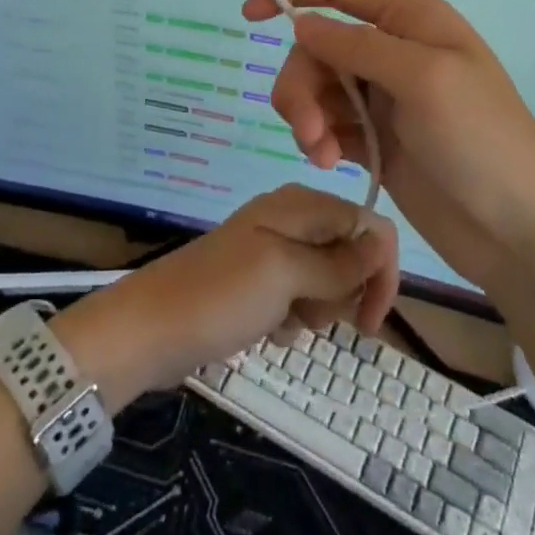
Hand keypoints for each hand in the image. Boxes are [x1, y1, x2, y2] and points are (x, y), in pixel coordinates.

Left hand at [56, 185, 398, 406]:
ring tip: (281, 320)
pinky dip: (292, 319)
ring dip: (316, 310)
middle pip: (350, 255)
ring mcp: (273, 253)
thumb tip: (383, 241)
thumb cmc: (220, 296)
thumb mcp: (286, 274)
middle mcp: (290, 221)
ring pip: (327, 283)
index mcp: (299, 205)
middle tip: (308, 313)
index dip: (380, 270)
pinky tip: (267, 329)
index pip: (368, 225)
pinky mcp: (259, 283)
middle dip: (342, 293)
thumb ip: (339, 260)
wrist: (151, 329)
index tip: (371, 319)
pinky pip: (300, 301)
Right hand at [245, 0, 534, 290]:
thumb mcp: (422, 78)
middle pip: (316, 45)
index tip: (249, 16)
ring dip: (306, 115)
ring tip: (319, 152)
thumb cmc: (482, 141)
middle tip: (306, 125)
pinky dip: (317, 138)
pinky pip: (325, 124)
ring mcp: (382, 98)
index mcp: (410, 20)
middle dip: (301, 81)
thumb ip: (357, 47)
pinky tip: (328, 163)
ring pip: (315, 87)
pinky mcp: (373, 140)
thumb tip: (301, 23)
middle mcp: (392, 51)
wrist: (518, 232)